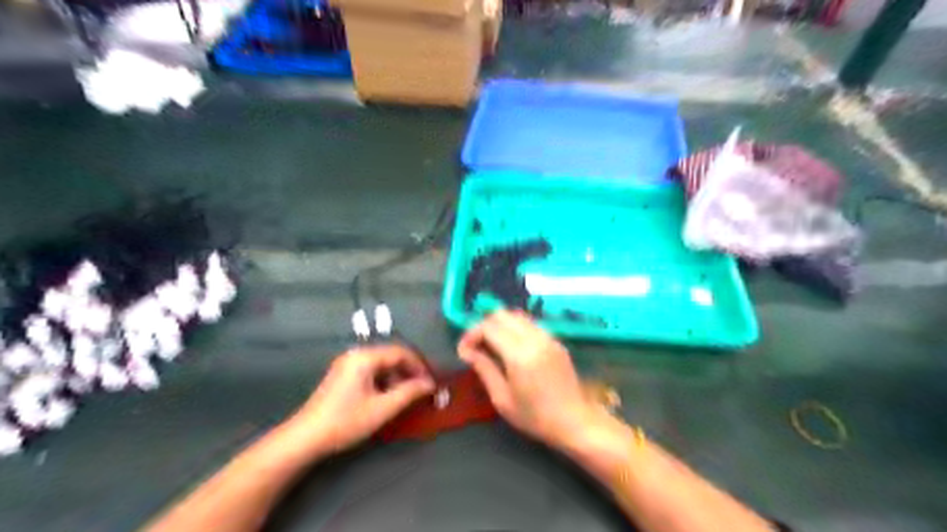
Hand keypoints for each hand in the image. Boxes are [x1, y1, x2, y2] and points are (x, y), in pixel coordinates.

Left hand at [289, 347, 435, 454]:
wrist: (305, 438)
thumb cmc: (346, 421)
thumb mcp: (382, 409)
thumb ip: (409, 393)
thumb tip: (430, 384)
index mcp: (365, 357)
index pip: (401, 352)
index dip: (419, 365)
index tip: (432, 382)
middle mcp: (356, 355)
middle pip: (391, 356)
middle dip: (409, 372)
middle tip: (423, 389)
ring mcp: (347, 364)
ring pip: (382, 365)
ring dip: (397, 378)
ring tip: (407, 396)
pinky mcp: (343, 376)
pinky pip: (371, 372)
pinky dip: (384, 382)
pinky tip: (388, 398)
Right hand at [460, 310, 606, 451]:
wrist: (575, 421)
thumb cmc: (535, 417)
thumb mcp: (502, 399)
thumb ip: (484, 369)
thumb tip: (467, 351)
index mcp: (519, 354)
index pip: (488, 327)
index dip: (471, 334)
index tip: (463, 351)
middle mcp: (534, 338)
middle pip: (502, 314)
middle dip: (484, 325)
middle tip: (476, 346)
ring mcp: (548, 337)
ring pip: (517, 316)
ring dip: (500, 325)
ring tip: (492, 346)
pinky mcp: (556, 340)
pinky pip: (530, 324)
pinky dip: (516, 329)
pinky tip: (512, 348)